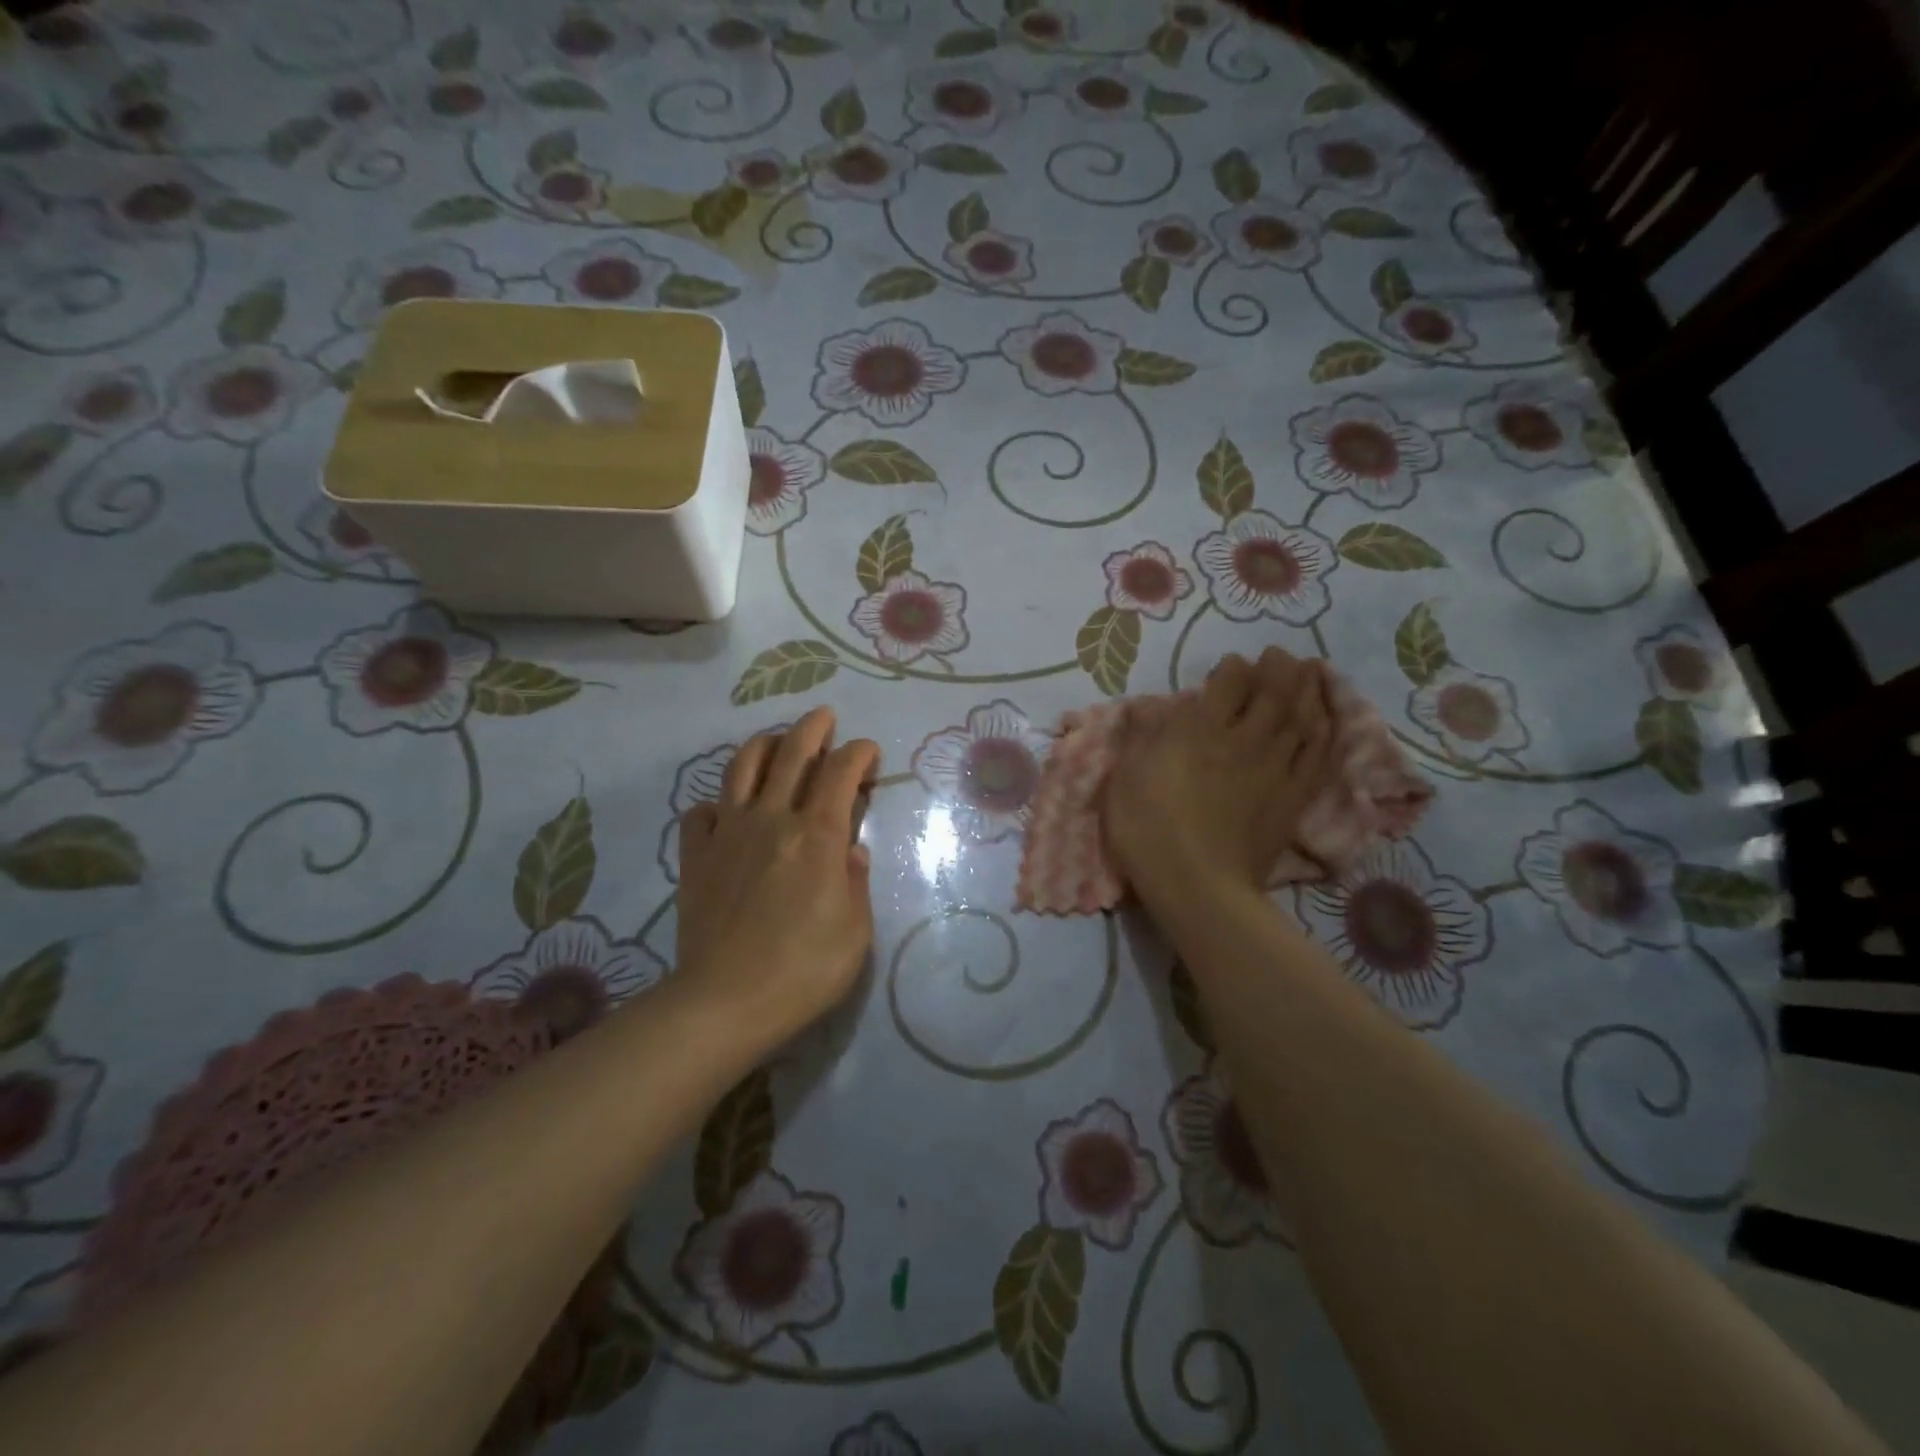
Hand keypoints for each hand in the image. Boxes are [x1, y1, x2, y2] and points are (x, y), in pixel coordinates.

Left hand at [675, 707, 879, 1048]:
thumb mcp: (855, 932)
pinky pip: (702, 811)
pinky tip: (729, 812)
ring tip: (778, 743)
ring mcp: (727, 833)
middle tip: (825, 718)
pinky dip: (719, 802)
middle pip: (792, 752)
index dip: (859, 752)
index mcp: (817, 835)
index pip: (841, 771)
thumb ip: (855, 882)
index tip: (869, 753)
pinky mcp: (695, 855)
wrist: (724, 1002)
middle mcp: (772, 818)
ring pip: (742, 766)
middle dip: (813, 727)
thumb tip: (851, 851)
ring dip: (765, 745)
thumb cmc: (803, 971)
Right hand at [1105, 648, 1334, 907]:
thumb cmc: (1148, 829)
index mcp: (1200, 729)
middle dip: (1279, 668)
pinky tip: (1326, 721)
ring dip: (1307, 690)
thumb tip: (1145, 707)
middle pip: (1273, 692)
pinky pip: (1317, 756)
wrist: (1196, 885)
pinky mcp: (1292, 798)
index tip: (1232, 666)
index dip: (1234, 668)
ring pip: (1302, 718)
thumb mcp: (1125, 778)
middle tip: (1280, 656)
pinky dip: (1324, 733)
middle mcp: (1244, 739)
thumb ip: (1139, 736)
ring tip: (1311, 673)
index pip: (1229, 682)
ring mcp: (1274, 769)